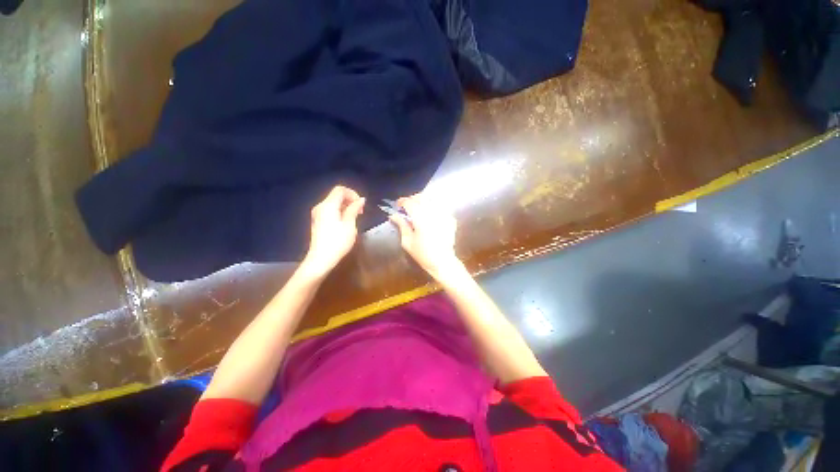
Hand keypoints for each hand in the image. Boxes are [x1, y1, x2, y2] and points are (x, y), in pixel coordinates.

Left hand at [300, 185, 364, 278]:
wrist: (321, 259)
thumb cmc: (338, 242)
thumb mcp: (350, 225)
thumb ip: (354, 209)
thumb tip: (361, 200)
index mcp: (328, 205)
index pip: (340, 190)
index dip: (353, 194)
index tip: (361, 205)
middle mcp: (321, 206)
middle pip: (336, 195)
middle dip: (350, 200)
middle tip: (360, 212)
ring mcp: (318, 214)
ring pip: (334, 203)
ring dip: (346, 206)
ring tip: (355, 217)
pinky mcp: (318, 221)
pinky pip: (330, 210)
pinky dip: (340, 211)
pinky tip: (346, 222)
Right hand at [389, 194, 463, 281]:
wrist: (442, 262)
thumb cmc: (422, 254)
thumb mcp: (407, 241)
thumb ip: (401, 225)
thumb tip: (393, 215)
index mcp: (421, 219)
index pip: (410, 203)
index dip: (402, 201)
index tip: (397, 205)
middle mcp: (433, 213)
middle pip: (421, 197)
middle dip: (412, 199)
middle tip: (406, 206)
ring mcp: (444, 215)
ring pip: (431, 200)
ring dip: (422, 201)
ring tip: (417, 208)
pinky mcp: (450, 218)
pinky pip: (440, 207)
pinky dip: (432, 207)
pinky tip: (429, 215)